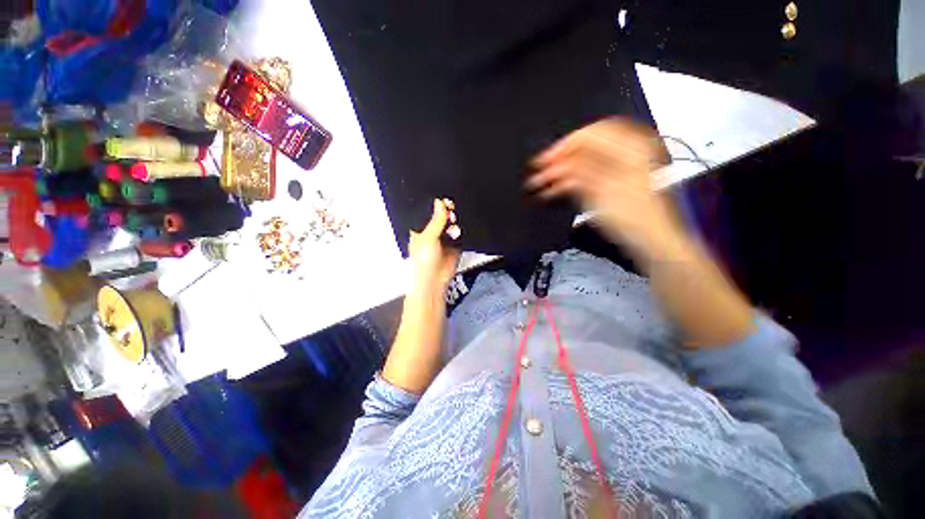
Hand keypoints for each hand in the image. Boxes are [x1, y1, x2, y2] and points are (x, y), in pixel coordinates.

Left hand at [409, 199, 459, 292]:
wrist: (435, 279)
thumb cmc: (424, 260)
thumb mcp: (428, 237)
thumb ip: (436, 220)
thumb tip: (440, 202)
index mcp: (421, 229)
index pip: (428, 212)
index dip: (434, 205)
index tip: (442, 199)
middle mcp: (433, 232)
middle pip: (442, 216)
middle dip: (447, 211)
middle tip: (451, 208)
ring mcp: (445, 238)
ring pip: (452, 223)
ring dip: (454, 220)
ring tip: (454, 221)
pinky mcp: (456, 244)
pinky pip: (460, 233)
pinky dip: (461, 229)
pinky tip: (459, 228)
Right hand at [526, 118, 678, 256]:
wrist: (650, 240)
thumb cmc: (631, 216)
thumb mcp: (602, 191)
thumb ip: (578, 172)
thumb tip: (557, 162)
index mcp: (629, 147)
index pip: (590, 134)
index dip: (564, 146)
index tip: (544, 159)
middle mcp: (624, 152)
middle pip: (586, 148)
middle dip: (560, 160)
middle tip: (540, 172)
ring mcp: (619, 167)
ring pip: (584, 163)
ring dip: (561, 172)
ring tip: (541, 184)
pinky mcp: (613, 182)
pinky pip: (588, 175)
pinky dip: (571, 182)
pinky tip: (554, 190)